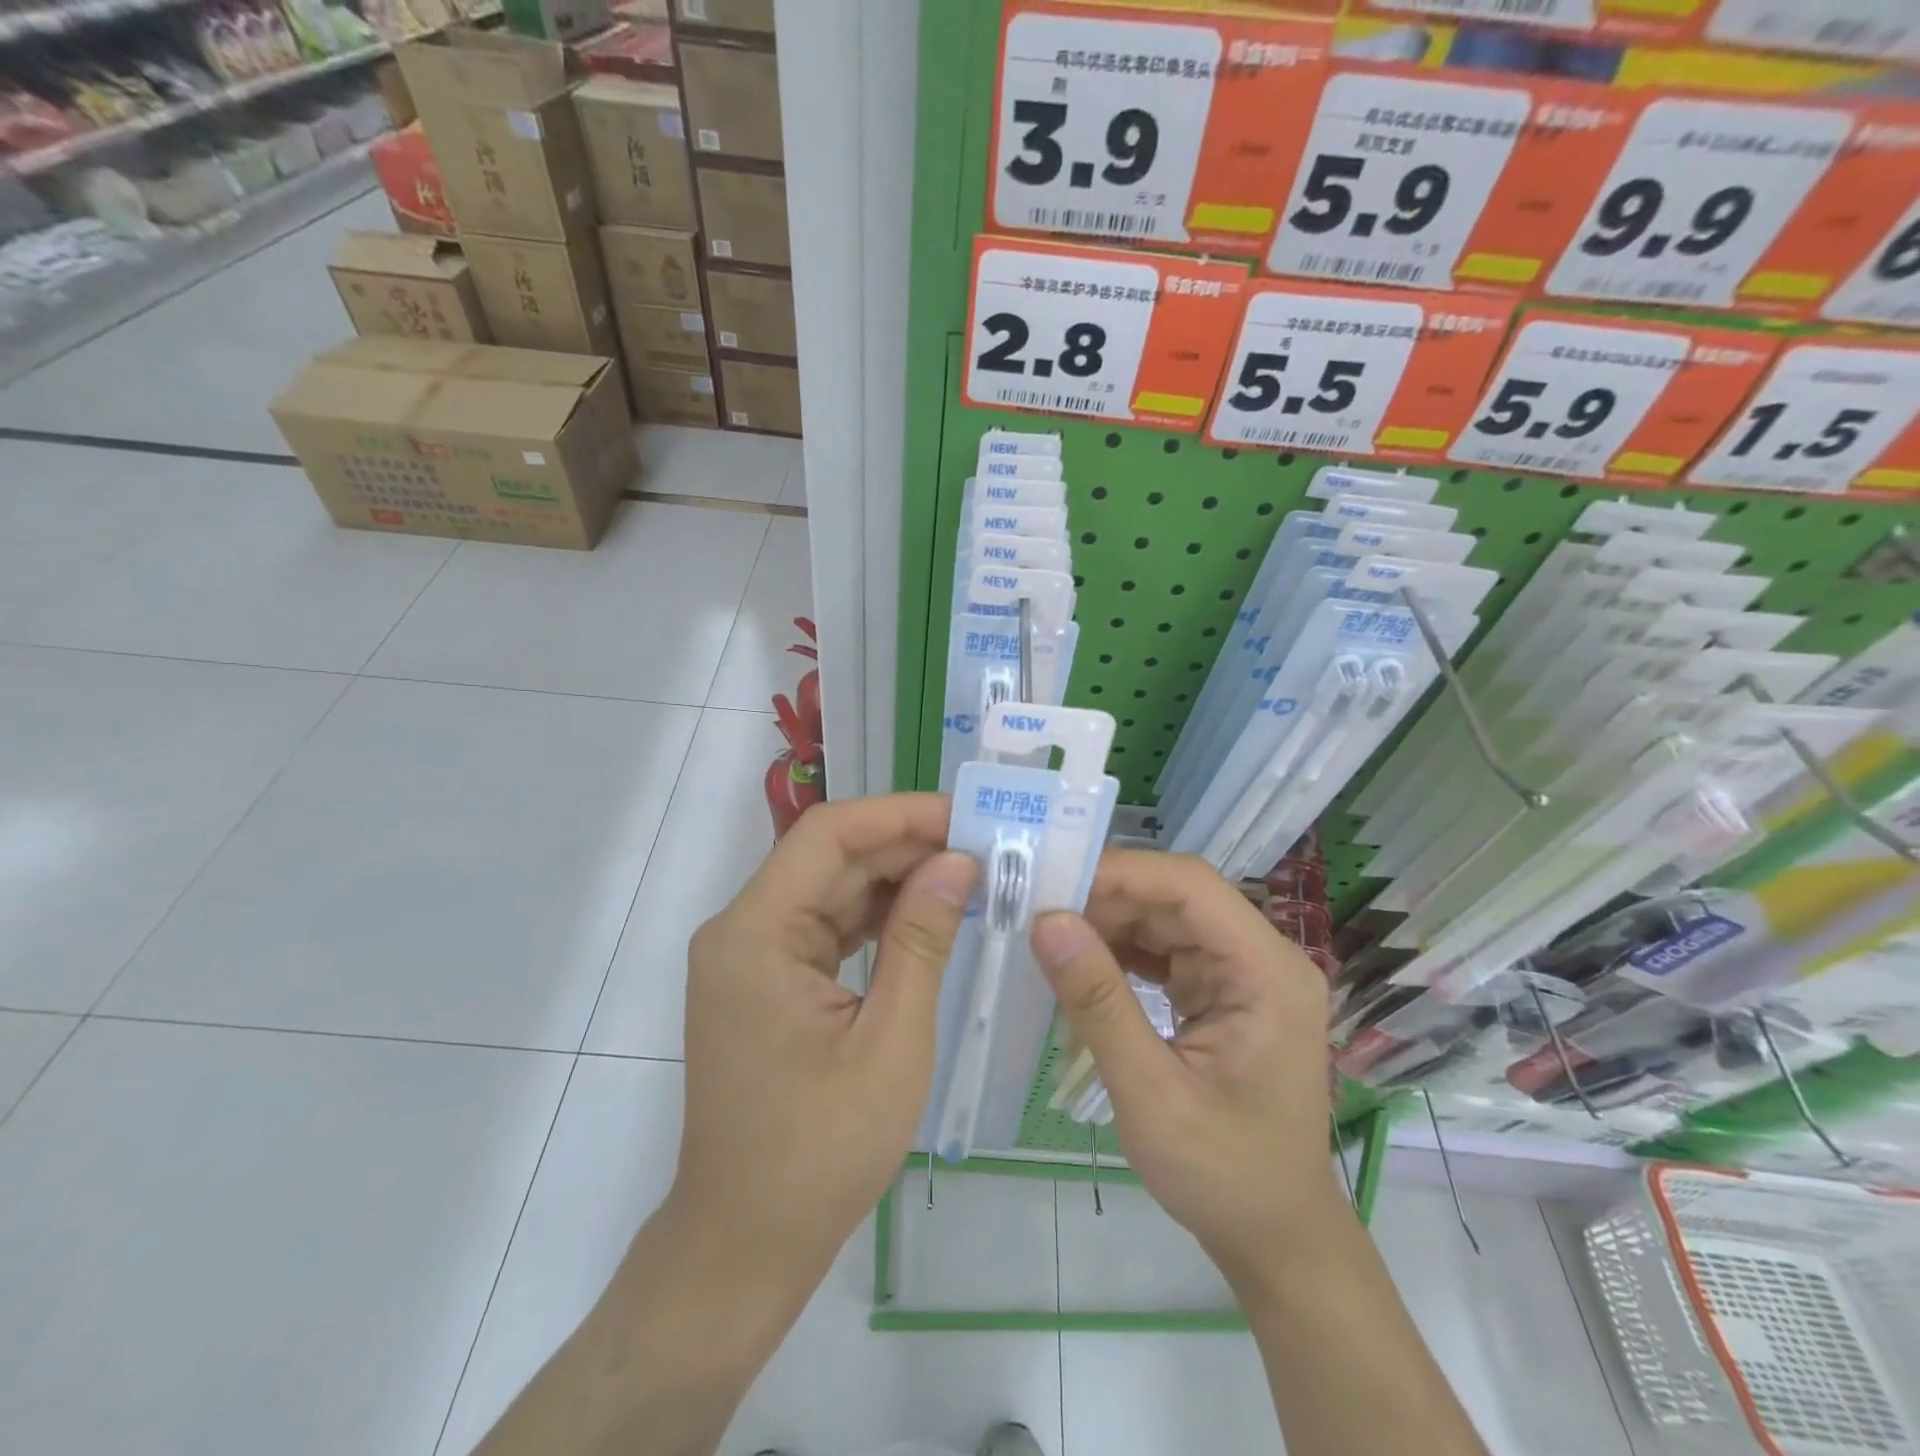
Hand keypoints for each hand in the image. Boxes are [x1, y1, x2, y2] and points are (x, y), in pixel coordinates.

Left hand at [670, 794, 975, 1297]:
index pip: (828, 835)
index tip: (967, 817)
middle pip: (830, 857)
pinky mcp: (768, 979)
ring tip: (970, 875)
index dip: (899, 815)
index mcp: (756, 933)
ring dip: (897, 880)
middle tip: (984, 847)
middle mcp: (743, 929)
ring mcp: (752, 955)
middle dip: (907, 846)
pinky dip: (877, 918)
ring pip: (832, 888)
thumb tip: (958, 861)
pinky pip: (827, 926)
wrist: (745, 1242)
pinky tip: (929, 916)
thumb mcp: (890, 1041)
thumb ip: (922, 940)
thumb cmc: (820, 1153)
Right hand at [1030, 851, 1342, 1281]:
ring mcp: (1242, 973)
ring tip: (1049, 937)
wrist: (1275, 1237)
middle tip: (1037, 911)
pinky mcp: (1221, 991)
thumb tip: (1046, 921)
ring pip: (1165, 919)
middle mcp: (1261, 958)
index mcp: (1267, 971)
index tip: (1053, 881)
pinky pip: (1164, 950)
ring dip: (1108, 924)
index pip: (1191, 887)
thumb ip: (1098, 1003)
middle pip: (1176, 898)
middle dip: (1106, 899)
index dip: (1122, 873)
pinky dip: (1120, 952)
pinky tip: (1081, 965)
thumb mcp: (1151, 1094)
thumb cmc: (1224, 1175)